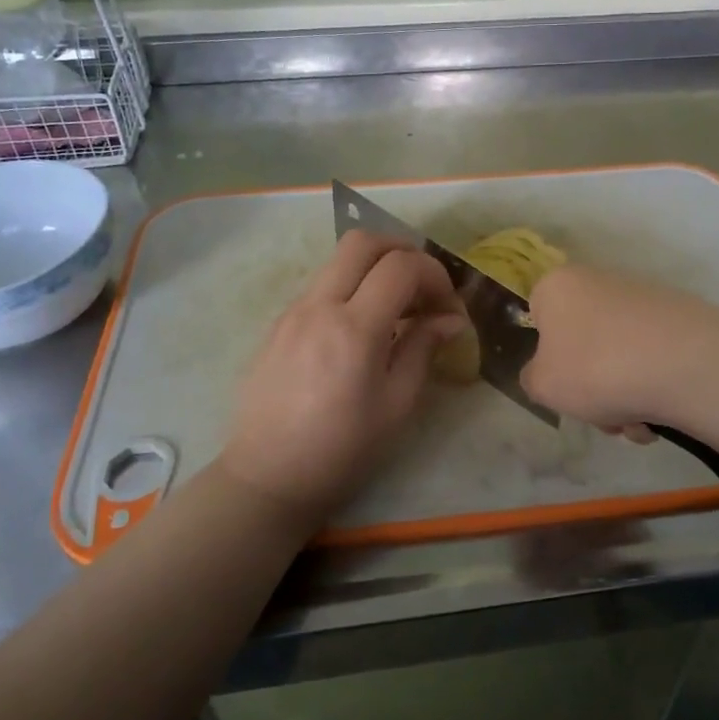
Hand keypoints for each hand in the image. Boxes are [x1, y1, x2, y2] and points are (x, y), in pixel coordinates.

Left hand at [219, 229, 465, 532]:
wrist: (267, 477)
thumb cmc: (342, 450)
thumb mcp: (396, 405)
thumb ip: (422, 349)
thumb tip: (451, 319)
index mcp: (354, 329)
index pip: (401, 267)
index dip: (434, 275)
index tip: (447, 306)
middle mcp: (319, 307)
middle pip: (363, 241)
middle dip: (403, 250)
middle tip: (423, 285)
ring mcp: (293, 311)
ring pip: (338, 260)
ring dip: (375, 267)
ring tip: (396, 308)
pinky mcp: (278, 323)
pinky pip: (321, 285)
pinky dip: (350, 287)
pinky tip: (361, 327)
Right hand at [521, 264, 718, 434]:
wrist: (685, 364)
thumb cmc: (595, 368)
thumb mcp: (542, 385)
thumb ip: (533, 378)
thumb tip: (548, 373)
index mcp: (558, 285)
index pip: (537, 316)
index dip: (546, 356)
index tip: (561, 386)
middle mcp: (599, 280)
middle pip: (583, 342)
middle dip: (591, 388)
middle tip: (602, 416)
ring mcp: (643, 297)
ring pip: (618, 356)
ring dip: (623, 396)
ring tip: (637, 424)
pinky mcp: (680, 316)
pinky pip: (652, 358)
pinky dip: (652, 386)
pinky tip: (661, 414)